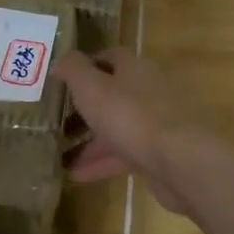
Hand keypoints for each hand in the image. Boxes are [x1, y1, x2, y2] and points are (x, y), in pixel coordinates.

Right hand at [58, 48, 215, 215]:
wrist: (178, 160)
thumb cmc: (130, 115)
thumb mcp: (91, 87)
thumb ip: (72, 70)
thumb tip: (60, 61)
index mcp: (134, 68)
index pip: (108, 57)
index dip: (84, 66)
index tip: (60, 81)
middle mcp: (148, 91)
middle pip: (112, 94)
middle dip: (84, 108)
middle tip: (56, 121)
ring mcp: (155, 123)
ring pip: (116, 127)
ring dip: (89, 140)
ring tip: (59, 154)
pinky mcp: (158, 152)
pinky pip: (124, 153)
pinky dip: (101, 162)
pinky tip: (76, 175)